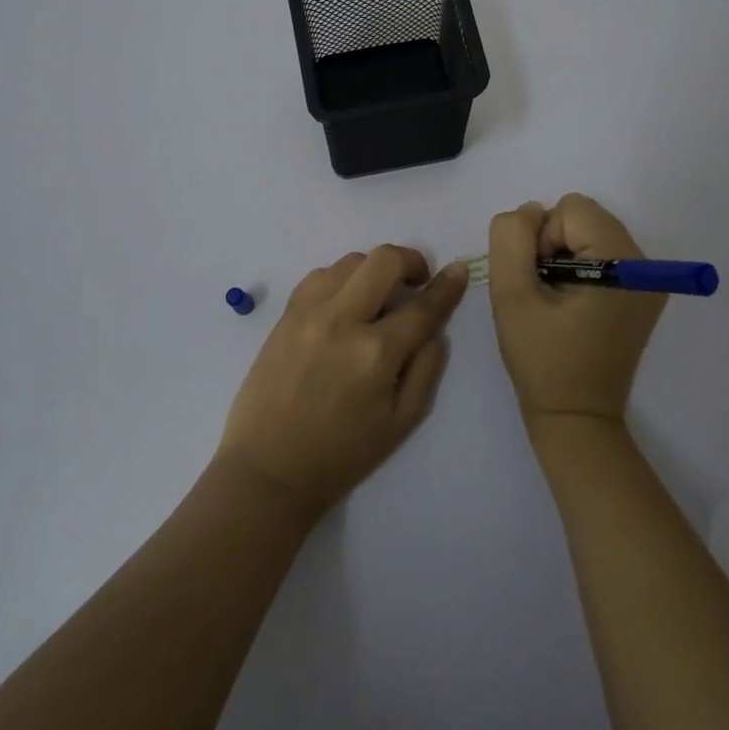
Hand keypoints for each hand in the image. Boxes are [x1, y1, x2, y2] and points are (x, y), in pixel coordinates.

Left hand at [216, 246, 467, 513]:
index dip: (447, 285)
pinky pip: (319, 275)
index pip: (422, 306)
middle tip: (416, 280)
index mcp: (376, 353)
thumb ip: (426, 368)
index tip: (458, 270)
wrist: (269, 469)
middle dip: (410, 261)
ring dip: (373, 270)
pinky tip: (344, 302)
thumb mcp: (401, 422)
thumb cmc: (342, 453)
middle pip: (383, 260)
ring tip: (377, 297)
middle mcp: (342, 321)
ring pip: (350, 261)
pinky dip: (340, 279)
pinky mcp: (285, 315)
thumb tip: (435, 327)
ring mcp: (308, 313)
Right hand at [488, 194, 666, 426]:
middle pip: (584, 216)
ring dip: (563, 255)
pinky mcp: (642, 293)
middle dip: (553, 243)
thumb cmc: (542, 360)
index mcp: (623, 263)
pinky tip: (571, 304)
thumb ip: (511, 240)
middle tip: (546, 292)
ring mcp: (648, 280)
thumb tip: (529, 212)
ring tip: (556, 300)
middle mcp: (646, 265)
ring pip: (589, 232)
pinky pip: (600, 252)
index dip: (542, 239)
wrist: (576, 418)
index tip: (539, 283)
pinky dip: (578, 267)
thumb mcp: (511, 295)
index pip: (570, 209)